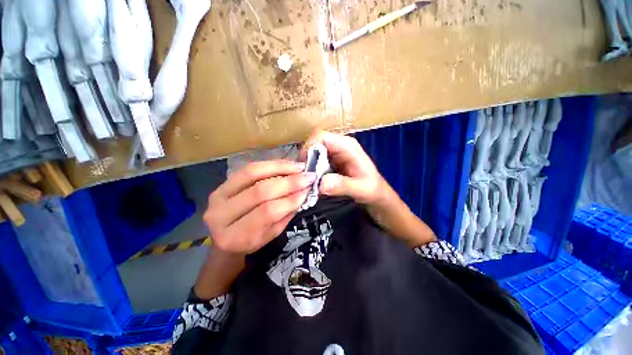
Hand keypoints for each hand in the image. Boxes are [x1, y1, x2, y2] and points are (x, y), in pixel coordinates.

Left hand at [204, 160, 314, 254]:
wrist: (226, 235)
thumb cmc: (251, 240)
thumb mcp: (271, 234)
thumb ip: (285, 214)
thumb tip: (303, 192)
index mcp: (234, 237)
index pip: (267, 212)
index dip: (290, 199)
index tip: (308, 190)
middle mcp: (220, 214)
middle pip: (260, 191)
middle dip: (289, 182)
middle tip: (308, 176)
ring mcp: (218, 195)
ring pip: (252, 173)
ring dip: (280, 168)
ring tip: (299, 167)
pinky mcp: (222, 182)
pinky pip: (249, 168)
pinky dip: (270, 165)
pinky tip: (286, 164)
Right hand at [300, 131, 385, 204]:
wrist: (375, 193)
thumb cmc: (371, 188)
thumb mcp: (360, 189)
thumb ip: (342, 185)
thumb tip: (320, 184)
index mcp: (347, 146)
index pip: (321, 136)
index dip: (309, 147)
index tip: (304, 166)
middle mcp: (338, 145)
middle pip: (314, 144)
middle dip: (306, 159)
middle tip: (303, 177)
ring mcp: (334, 153)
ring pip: (313, 153)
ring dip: (307, 166)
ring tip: (307, 181)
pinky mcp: (330, 161)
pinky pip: (315, 161)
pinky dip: (312, 171)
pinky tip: (313, 182)